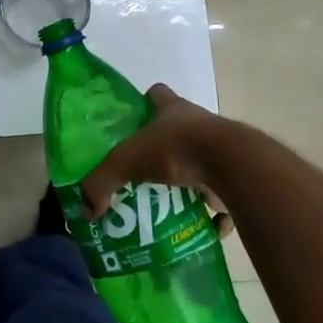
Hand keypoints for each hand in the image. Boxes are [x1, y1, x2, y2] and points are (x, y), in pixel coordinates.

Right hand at [80, 83, 227, 219]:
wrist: (231, 165)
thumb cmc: (176, 148)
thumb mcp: (127, 162)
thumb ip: (102, 182)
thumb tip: (86, 210)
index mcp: (173, 109)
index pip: (157, 94)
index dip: (146, 104)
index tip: (134, 123)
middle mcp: (198, 122)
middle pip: (179, 130)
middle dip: (164, 151)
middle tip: (144, 174)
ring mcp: (221, 148)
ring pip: (201, 162)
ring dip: (189, 182)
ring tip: (169, 205)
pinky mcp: (237, 176)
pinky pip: (224, 196)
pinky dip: (214, 214)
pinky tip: (201, 228)